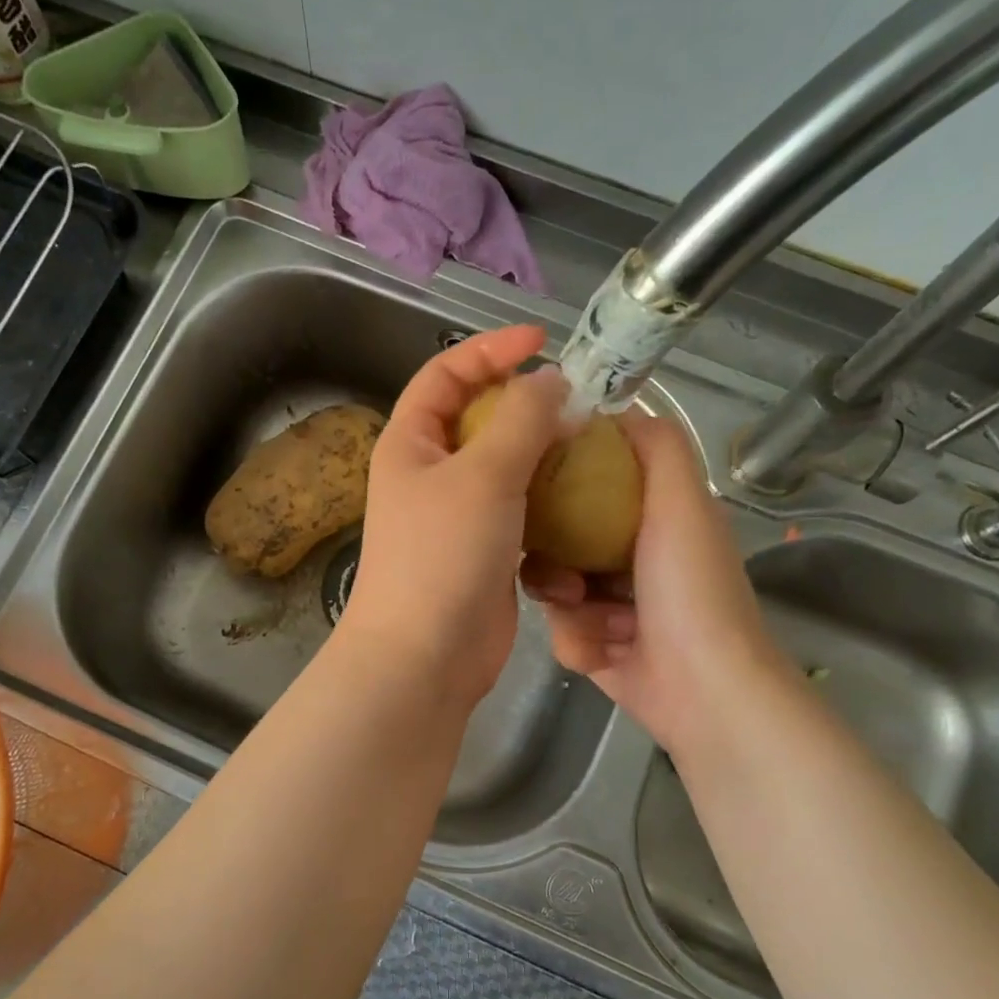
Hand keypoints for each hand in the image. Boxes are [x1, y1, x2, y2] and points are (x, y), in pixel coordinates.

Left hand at [339, 324, 567, 708]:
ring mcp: (457, 516)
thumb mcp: (483, 475)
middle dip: (527, 405)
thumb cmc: (442, 557)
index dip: (490, 350)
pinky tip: (582, 501)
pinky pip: (521, 511)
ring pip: (505, 467)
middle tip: (579, 402)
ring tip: (588, 447)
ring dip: (543, 456)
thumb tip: (550, 382)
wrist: (425, 657)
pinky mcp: (485, 551)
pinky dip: (547, 502)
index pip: (445, 374)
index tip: (543, 341)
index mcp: (410, 443)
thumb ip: (521, 420)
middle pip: (479, 419)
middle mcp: (429, 474)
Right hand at [523, 412, 788, 757]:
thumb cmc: (691, 590)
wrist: (703, 690)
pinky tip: (602, 654)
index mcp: (655, 517)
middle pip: (562, 536)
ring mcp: (612, 604)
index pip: (594, 480)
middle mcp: (631, 555)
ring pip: (554, 587)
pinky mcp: (597, 646)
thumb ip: (656, 447)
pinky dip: (578, 643)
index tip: (530, 479)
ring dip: (567, 606)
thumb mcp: (681, 503)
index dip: (562, 475)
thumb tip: (614, 407)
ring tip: (590, 619)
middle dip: (552, 554)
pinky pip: (562, 631)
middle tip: (557, 569)